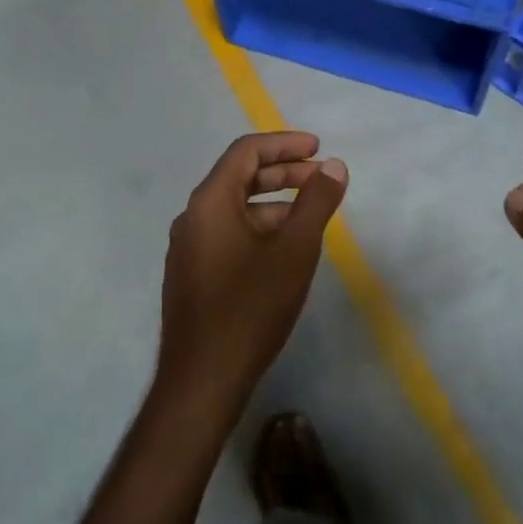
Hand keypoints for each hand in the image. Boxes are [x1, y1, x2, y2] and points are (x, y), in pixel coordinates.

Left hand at [156, 132, 347, 420]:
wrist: (203, 379)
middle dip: (283, 172)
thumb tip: (334, 165)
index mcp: (210, 201)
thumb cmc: (251, 307)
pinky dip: (258, 227)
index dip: (285, 144)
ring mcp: (188, 247)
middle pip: (239, 177)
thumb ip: (316, 202)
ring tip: (310, 214)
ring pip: (234, 209)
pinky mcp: (192, 274)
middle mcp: (192, 217)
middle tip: (322, 177)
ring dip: (273, 202)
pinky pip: (227, 233)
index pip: (246, 151)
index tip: (318, 148)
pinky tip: (283, 249)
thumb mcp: (294, 250)